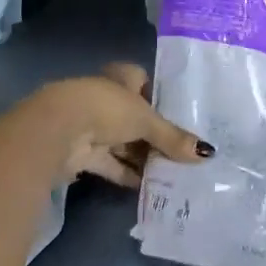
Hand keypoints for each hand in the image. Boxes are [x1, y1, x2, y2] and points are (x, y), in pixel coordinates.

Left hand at [27, 64, 211, 187]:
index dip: (160, 98)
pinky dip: (128, 175)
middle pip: (136, 117)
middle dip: (155, 135)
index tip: (182, 117)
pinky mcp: (83, 153)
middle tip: (184, 151)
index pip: (144, 82)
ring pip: (124, 142)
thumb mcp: (146, 120)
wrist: (58, 130)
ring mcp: (93, 126)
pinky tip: (150, 188)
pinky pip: (112, 164)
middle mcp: (106, 98)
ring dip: (143, 157)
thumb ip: (173, 138)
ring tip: (174, 173)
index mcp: (121, 77)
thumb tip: (207, 153)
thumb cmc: (106, 109)